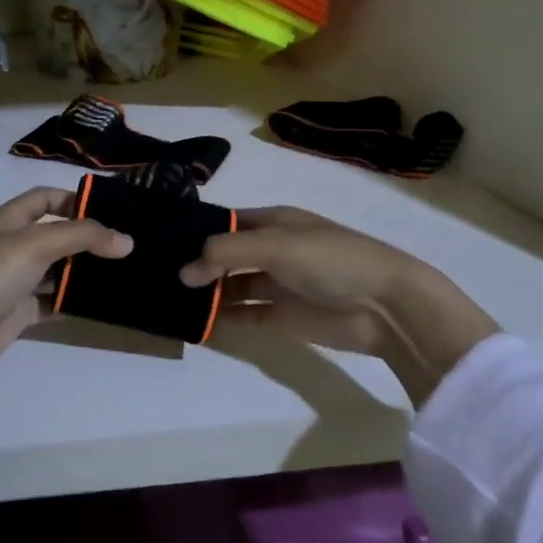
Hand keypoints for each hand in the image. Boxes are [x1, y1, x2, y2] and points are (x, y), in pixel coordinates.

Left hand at [0, 187, 131, 407]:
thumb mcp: (36, 244)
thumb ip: (83, 237)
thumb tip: (127, 240)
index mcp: (9, 220)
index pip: (45, 198)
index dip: (74, 199)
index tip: (111, 212)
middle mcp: (13, 246)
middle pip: (56, 234)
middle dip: (88, 238)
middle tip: (130, 244)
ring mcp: (16, 281)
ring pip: (58, 270)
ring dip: (85, 271)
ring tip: (126, 272)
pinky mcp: (20, 313)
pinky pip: (54, 301)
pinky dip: (75, 301)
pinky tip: (103, 302)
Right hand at [180, 206, 499, 403]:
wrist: (387, 307)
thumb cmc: (330, 260)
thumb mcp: (275, 244)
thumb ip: (225, 253)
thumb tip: (183, 272)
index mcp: (274, 221)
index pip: (225, 222)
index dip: (196, 231)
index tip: (160, 242)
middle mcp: (272, 249)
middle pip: (225, 255)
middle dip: (196, 263)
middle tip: (155, 273)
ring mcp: (276, 284)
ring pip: (230, 285)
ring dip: (205, 291)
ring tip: (166, 297)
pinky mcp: (281, 317)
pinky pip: (243, 314)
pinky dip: (221, 318)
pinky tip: (194, 321)